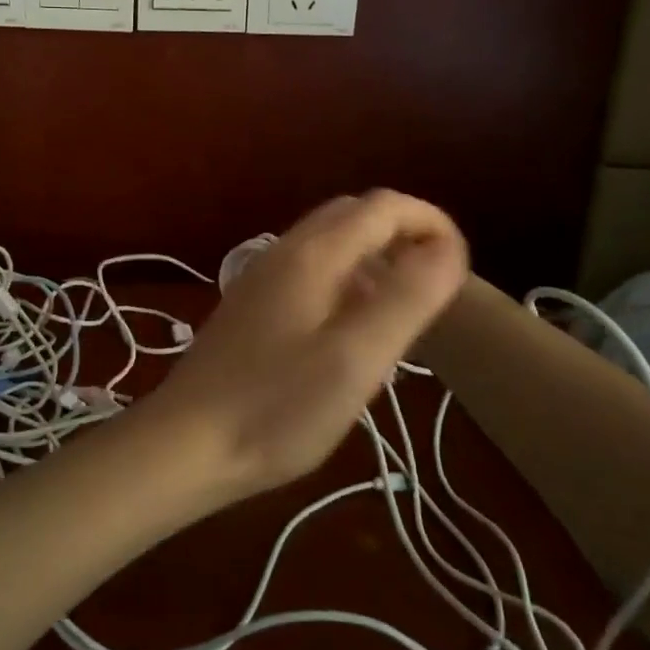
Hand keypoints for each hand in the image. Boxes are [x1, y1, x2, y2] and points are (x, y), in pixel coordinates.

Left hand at [139, 191, 468, 504]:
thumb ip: (406, 298)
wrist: (187, 442)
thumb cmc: (277, 407)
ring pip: (331, 244)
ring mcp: (262, 277)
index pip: (383, 206)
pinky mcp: (252, 305)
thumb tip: (447, 248)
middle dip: (403, 236)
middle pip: (354, 216)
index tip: (461, 269)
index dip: (430, 223)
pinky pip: (311, 272)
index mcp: (312, 254)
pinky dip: (346, 282)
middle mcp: (284, 251)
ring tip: (402, 315)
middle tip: (435, 289)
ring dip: (375, 260)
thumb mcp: (356, 359)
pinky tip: (351, 334)